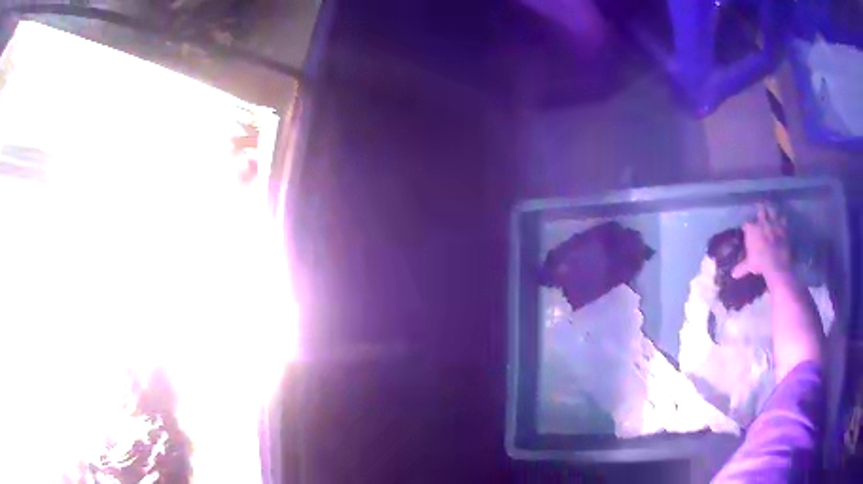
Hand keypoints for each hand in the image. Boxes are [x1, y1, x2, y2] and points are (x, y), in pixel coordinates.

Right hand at [732, 204, 791, 279]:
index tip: (746, 230)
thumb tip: (733, 274)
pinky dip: (782, 221)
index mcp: (751, 229)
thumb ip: (741, 268)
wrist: (775, 263)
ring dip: (772, 212)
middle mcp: (762, 222)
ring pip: (772, 211)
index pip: (746, 224)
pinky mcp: (783, 228)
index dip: (747, 227)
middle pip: (760, 211)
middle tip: (761, 217)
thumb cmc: (760, 263)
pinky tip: (782, 222)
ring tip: (772, 215)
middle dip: (761, 214)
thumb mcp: (749, 266)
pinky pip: (783, 219)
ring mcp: (773, 223)